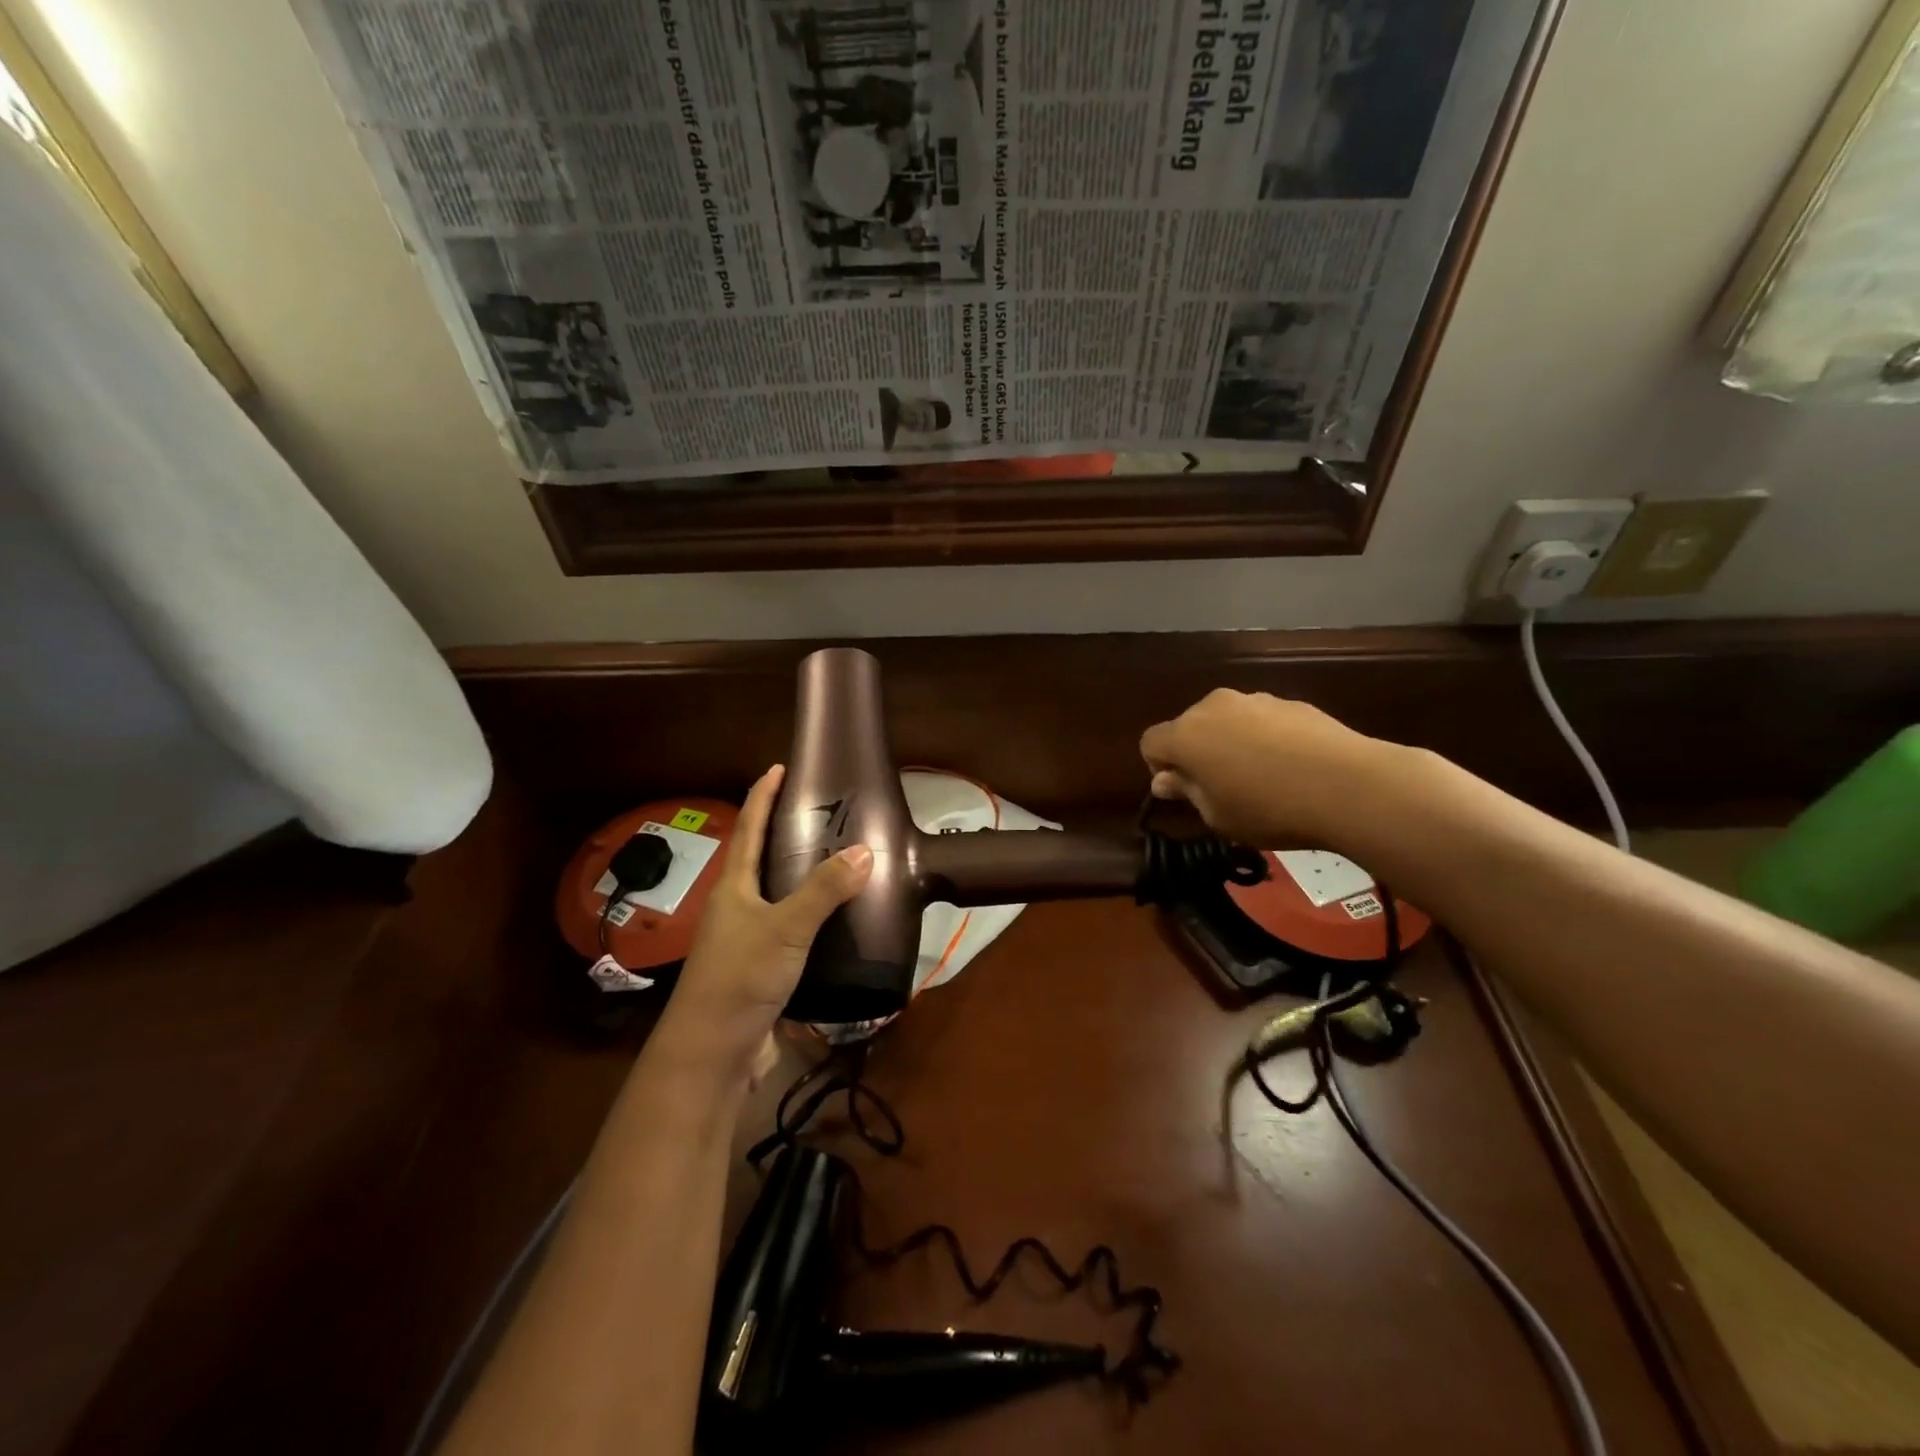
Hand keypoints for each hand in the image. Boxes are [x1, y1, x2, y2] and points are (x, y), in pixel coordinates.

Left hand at [667, 764, 872, 1061]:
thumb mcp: (785, 928)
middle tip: (824, 812)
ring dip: (803, 875)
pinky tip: (840, 919)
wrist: (713, 1052)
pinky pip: (792, 928)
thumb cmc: (740, 977)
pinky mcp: (764, 968)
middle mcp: (737, 907)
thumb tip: (865, 850)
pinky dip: (814, 916)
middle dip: (786, 832)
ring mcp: (748, 939)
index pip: (748, 828)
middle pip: (761, 858)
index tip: (779, 768)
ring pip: (778, 895)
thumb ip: (823, 891)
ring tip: (840, 858)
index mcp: (734, 887)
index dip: (762, 796)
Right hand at [1139, 689, 1384, 847]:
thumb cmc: (1269, 809)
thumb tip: (1164, 780)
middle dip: (1196, 752)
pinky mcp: (1291, 702)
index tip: (1183, 791)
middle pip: (1189, 726)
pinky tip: (1291, 767)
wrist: (1349, 785)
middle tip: (1220, 787)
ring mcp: (1255, 700)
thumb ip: (1186, 792)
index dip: (1159, 767)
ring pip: (1227, 721)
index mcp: (1186, 735)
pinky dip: (1265, 739)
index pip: (1150, 742)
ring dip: (1231, 743)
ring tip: (1261, 777)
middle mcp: (1213, 707)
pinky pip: (1262, 721)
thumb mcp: (1217, 815)